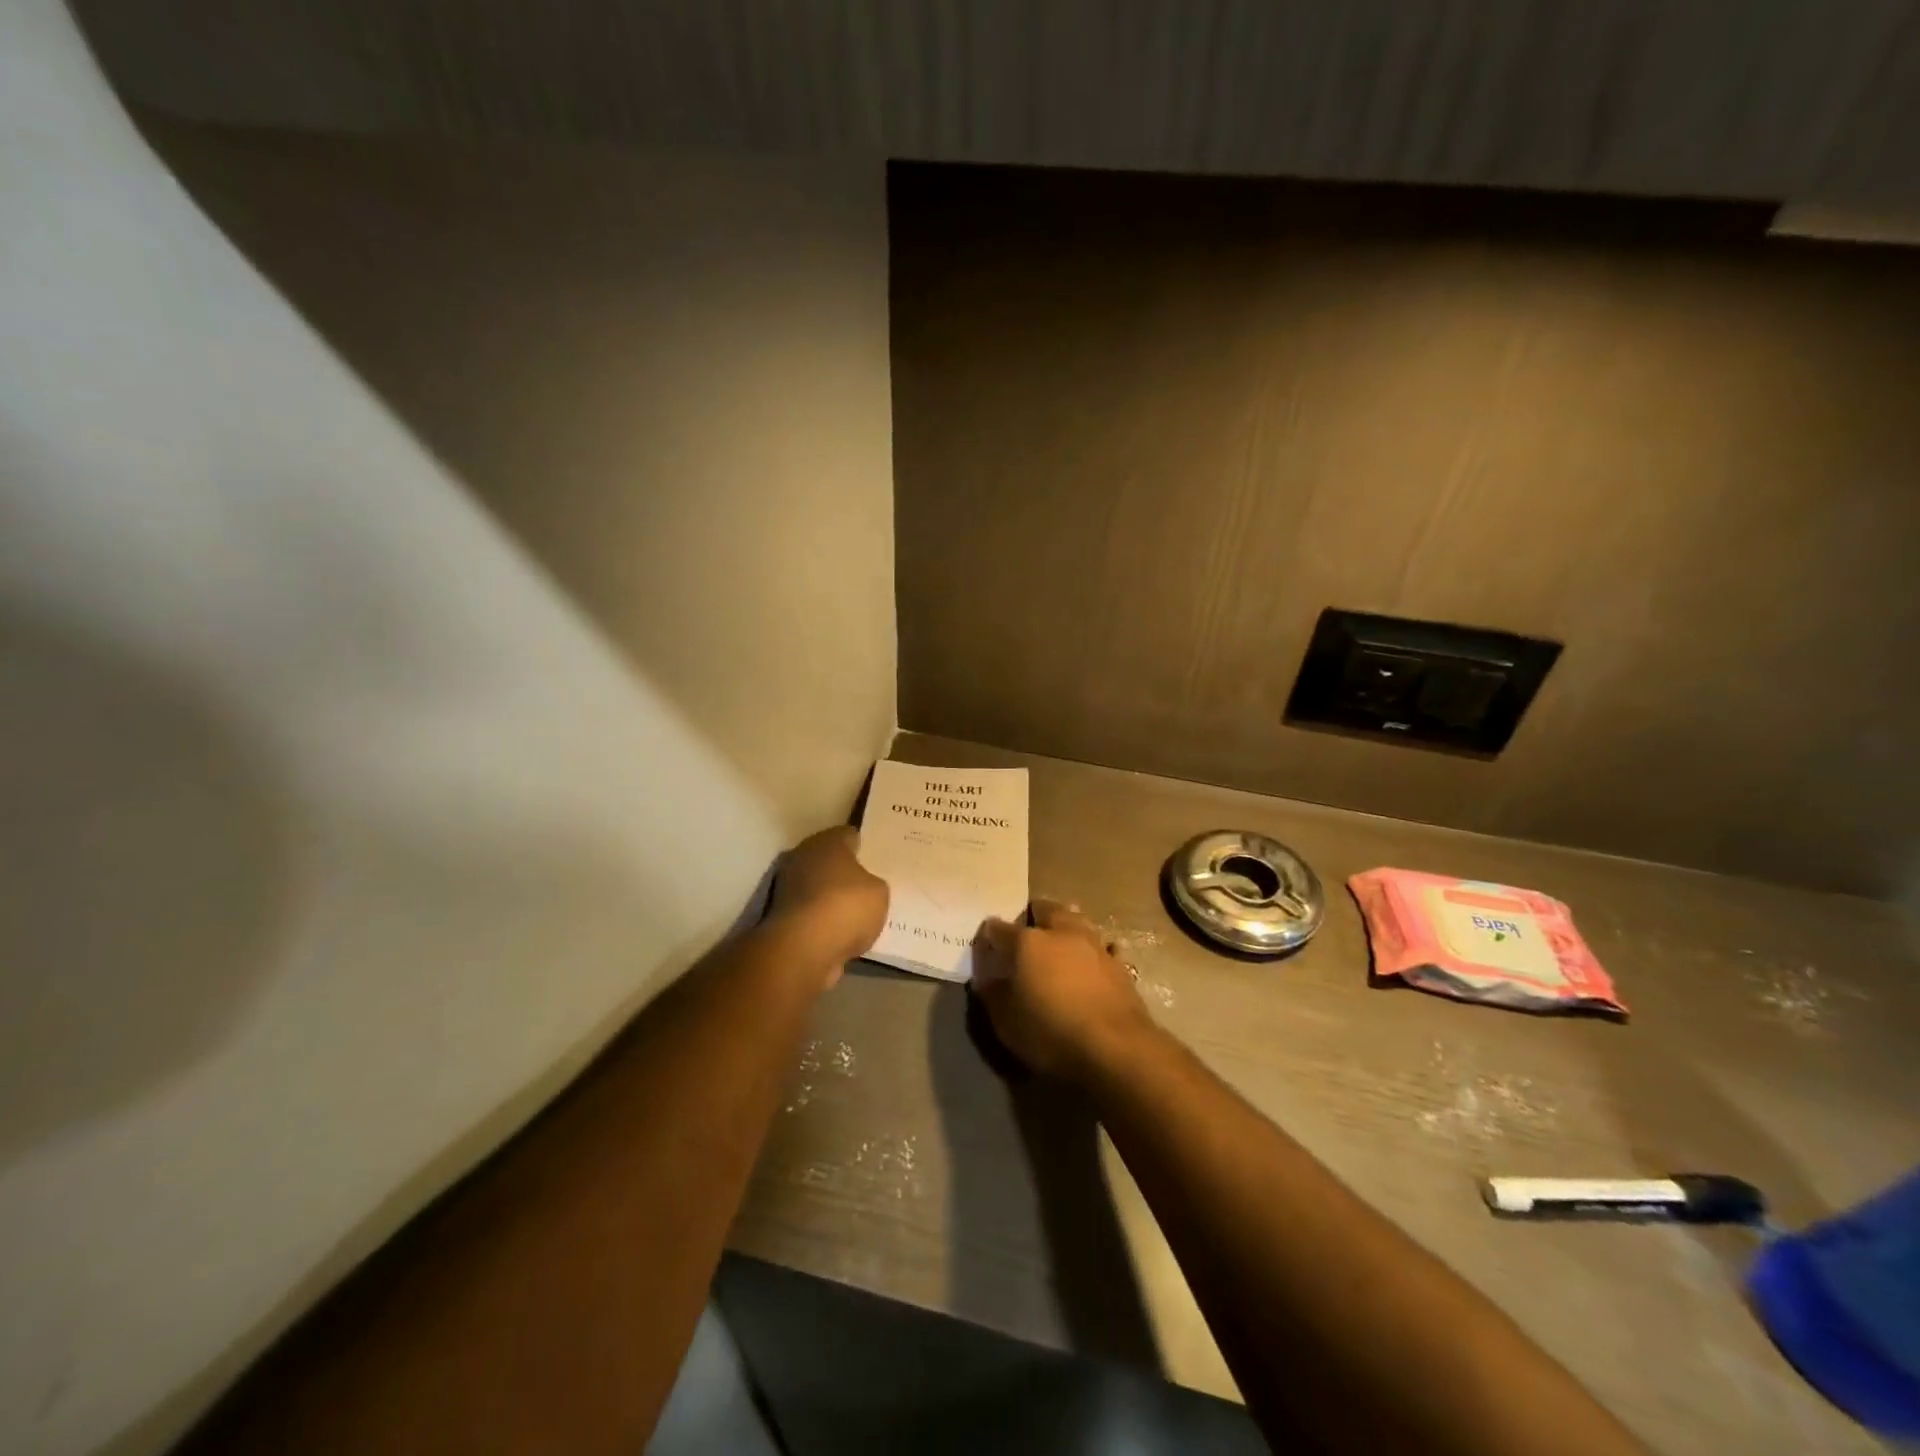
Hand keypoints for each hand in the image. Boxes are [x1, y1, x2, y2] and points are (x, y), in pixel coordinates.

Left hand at [768, 826, 888, 983]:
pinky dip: (823, 921)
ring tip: (858, 913)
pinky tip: (843, 932)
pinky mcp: (783, 918)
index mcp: (827, 841)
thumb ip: (873, 883)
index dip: (864, 845)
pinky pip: (812, 914)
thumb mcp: (879, 891)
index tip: (877, 858)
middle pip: (830, 861)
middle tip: (869, 885)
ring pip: (819, 888)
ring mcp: (788, 888)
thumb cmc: (846, 906)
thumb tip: (864, 886)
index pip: (848, 835)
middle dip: (846, 872)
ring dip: (832, 898)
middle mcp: (803, 857)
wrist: (804, 949)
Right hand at [973, 900, 1157, 1083]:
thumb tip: (988, 980)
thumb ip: (994, 995)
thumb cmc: (1051, 1033)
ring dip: (1066, 928)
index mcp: (1028, 942)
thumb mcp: (1007, 1023)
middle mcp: (1061, 933)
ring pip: (1077, 921)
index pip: (999, 928)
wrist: (1116, 1049)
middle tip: (1026, 934)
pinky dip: (1093, 952)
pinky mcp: (1120, 964)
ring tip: (1059, 944)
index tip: (986, 943)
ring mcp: (1094, 945)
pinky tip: (1092, 963)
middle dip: (1033, 916)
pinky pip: (1103, 947)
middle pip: (1044, 909)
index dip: (989, 934)